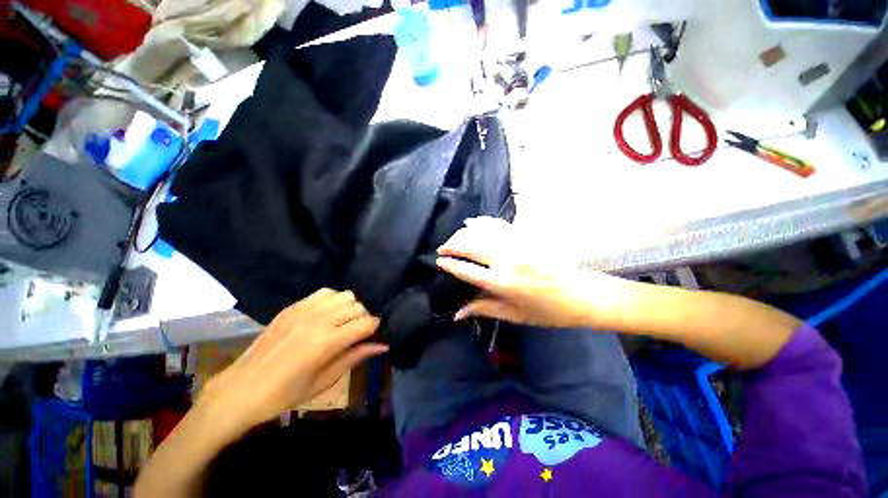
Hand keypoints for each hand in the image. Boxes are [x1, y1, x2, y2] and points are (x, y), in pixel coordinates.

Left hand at [197, 289, 386, 435]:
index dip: (374, 328)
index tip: (372, 336)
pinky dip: (333, 300)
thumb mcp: (325, 381)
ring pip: (344, 295)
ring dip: (350, 307)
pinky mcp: (293, 306)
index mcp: (327, 342)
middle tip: (356, 333)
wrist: (240, 390)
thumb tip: (383, 345)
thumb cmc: (285, 394)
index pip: (366, 323)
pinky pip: (325, 292)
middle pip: (358, 306)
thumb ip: (356, 357)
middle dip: (364, 318)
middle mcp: (319, 320)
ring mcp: (304, 310)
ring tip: (342, 322)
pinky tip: (327, 314)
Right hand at [436, 217, 620, 327]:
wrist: (584, 295)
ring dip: (465, 232)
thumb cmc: (549, 312)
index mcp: (503, 283)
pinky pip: (499, 225)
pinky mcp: (527, 236)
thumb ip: (484, 309)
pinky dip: (483, 222)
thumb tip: (457, 313)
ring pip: (483, 231)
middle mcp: (507, 260)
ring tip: (454, 237)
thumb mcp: (515, 315)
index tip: (438, 261)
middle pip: (471, 246)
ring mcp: (518, 244)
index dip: (450, 265)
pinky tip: (474, 222)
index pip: (467, 270)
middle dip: (452, 245)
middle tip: (442, 248)